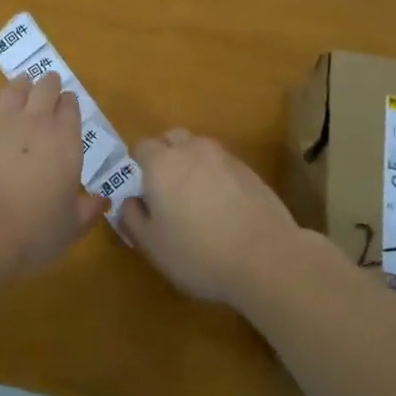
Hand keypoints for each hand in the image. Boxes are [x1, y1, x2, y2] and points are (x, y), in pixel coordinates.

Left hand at [0, 74, 107, 272]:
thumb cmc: (30, 232)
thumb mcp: (69, 228)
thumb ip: (88, 211)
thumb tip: (104, 201)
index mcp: (65, 140)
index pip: (71, 107)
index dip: (69, 103)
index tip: (67, 105)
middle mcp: (35, 120)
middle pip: (45, 88)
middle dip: (49, 85)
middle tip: (48, 86)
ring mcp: (0, 117)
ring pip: (15, 88)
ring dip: (22, 86)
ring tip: (22, 88)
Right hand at [118, 129, 301, 306]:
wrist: (266, 257)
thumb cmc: (199, 253)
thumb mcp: (153, 246)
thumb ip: (132, 218)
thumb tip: (129, 201)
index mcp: (161, 163)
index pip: (141, 147)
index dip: (138, 166)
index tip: (142, 191)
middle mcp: (191, 150)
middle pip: (172, 138)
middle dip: (165, 156)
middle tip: (167, 191)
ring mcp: (224, 157)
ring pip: (199, 149)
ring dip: (192, 164)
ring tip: (197, 199)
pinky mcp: (249, 170)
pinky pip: (222, 164)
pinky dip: (217, 176)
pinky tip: (223, 207)